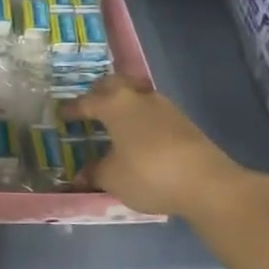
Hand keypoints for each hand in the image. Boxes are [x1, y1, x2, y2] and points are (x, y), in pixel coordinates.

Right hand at [65, 76, 268, 219]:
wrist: (206, 183)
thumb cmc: (148, 174)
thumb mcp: (112, 178)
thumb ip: (95, 172)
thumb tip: (82, 174)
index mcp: (114, 104)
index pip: (86, 101)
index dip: (72, 109)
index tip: (62, 114)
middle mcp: (137, 97)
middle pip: (113, 85)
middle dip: (99, 93)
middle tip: (89, 106)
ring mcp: (163, 106)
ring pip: (135, 95)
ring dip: (123, 103)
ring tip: (114, 120)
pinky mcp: (182, 120)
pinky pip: (151, 111)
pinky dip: (140, 118)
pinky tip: (139, 135)